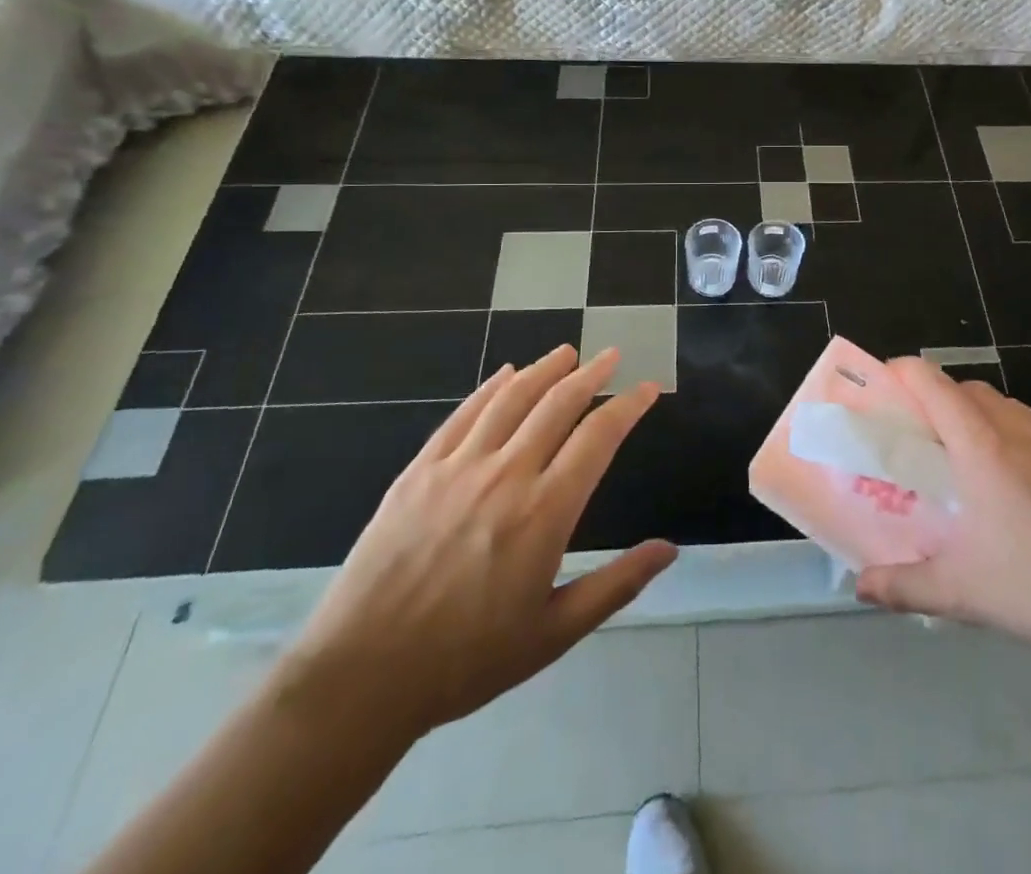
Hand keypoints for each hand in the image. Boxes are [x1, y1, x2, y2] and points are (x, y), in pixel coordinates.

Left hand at [274, 346, 675, 743]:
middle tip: (611, 355)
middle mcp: (506, 475)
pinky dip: (489, 388)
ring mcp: (458, 468)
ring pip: (511, 399)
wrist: (361, 677)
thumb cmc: (467, 660)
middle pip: (558, 404)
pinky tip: (505, 375)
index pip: (598, 438)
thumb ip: (616, 585)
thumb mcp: (553, 633)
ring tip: (566, 353)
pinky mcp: (419, 471)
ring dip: (544, 370)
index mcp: (545, 512)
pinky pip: (462, 415)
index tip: (648, 388)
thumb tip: (669, 550)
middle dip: (591, 374)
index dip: (628, 406)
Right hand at [855, 358, 1030, 671]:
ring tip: (968, 464)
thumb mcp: (960, 592)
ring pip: (1008, 408)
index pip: (934, 384)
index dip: (904, 372)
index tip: (884, 385)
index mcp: (982, 448)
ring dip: (979, 417)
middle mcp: (1019, 433)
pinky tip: (1020, 493)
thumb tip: (861, 586)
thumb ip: (902, 585)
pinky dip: (1015, 441)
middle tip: (921, 437)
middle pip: (970, 390)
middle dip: (939, 398)